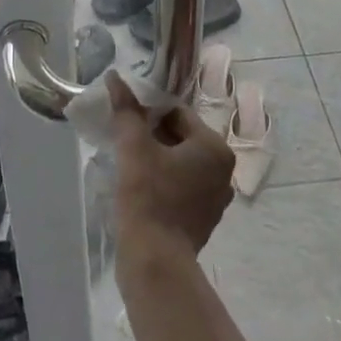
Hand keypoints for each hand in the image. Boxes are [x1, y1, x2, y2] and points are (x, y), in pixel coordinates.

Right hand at [107, 75, 233, 260]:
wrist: (155, 263)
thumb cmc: (148, 198)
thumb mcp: (134, 147)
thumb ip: (126, 110)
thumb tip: (116, 77)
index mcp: (215, 147)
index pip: (178, 114)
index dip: (149, 113)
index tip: (126, 122)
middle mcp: (224, 170)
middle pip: (181, 137)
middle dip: (153, 136)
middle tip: (125, 143)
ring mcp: (216, 198)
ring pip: (181, 163)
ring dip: (158, 160)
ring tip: (130, 166)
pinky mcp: (204, 220)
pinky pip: (183, 187)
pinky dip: (164, 183)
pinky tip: (141, 190)